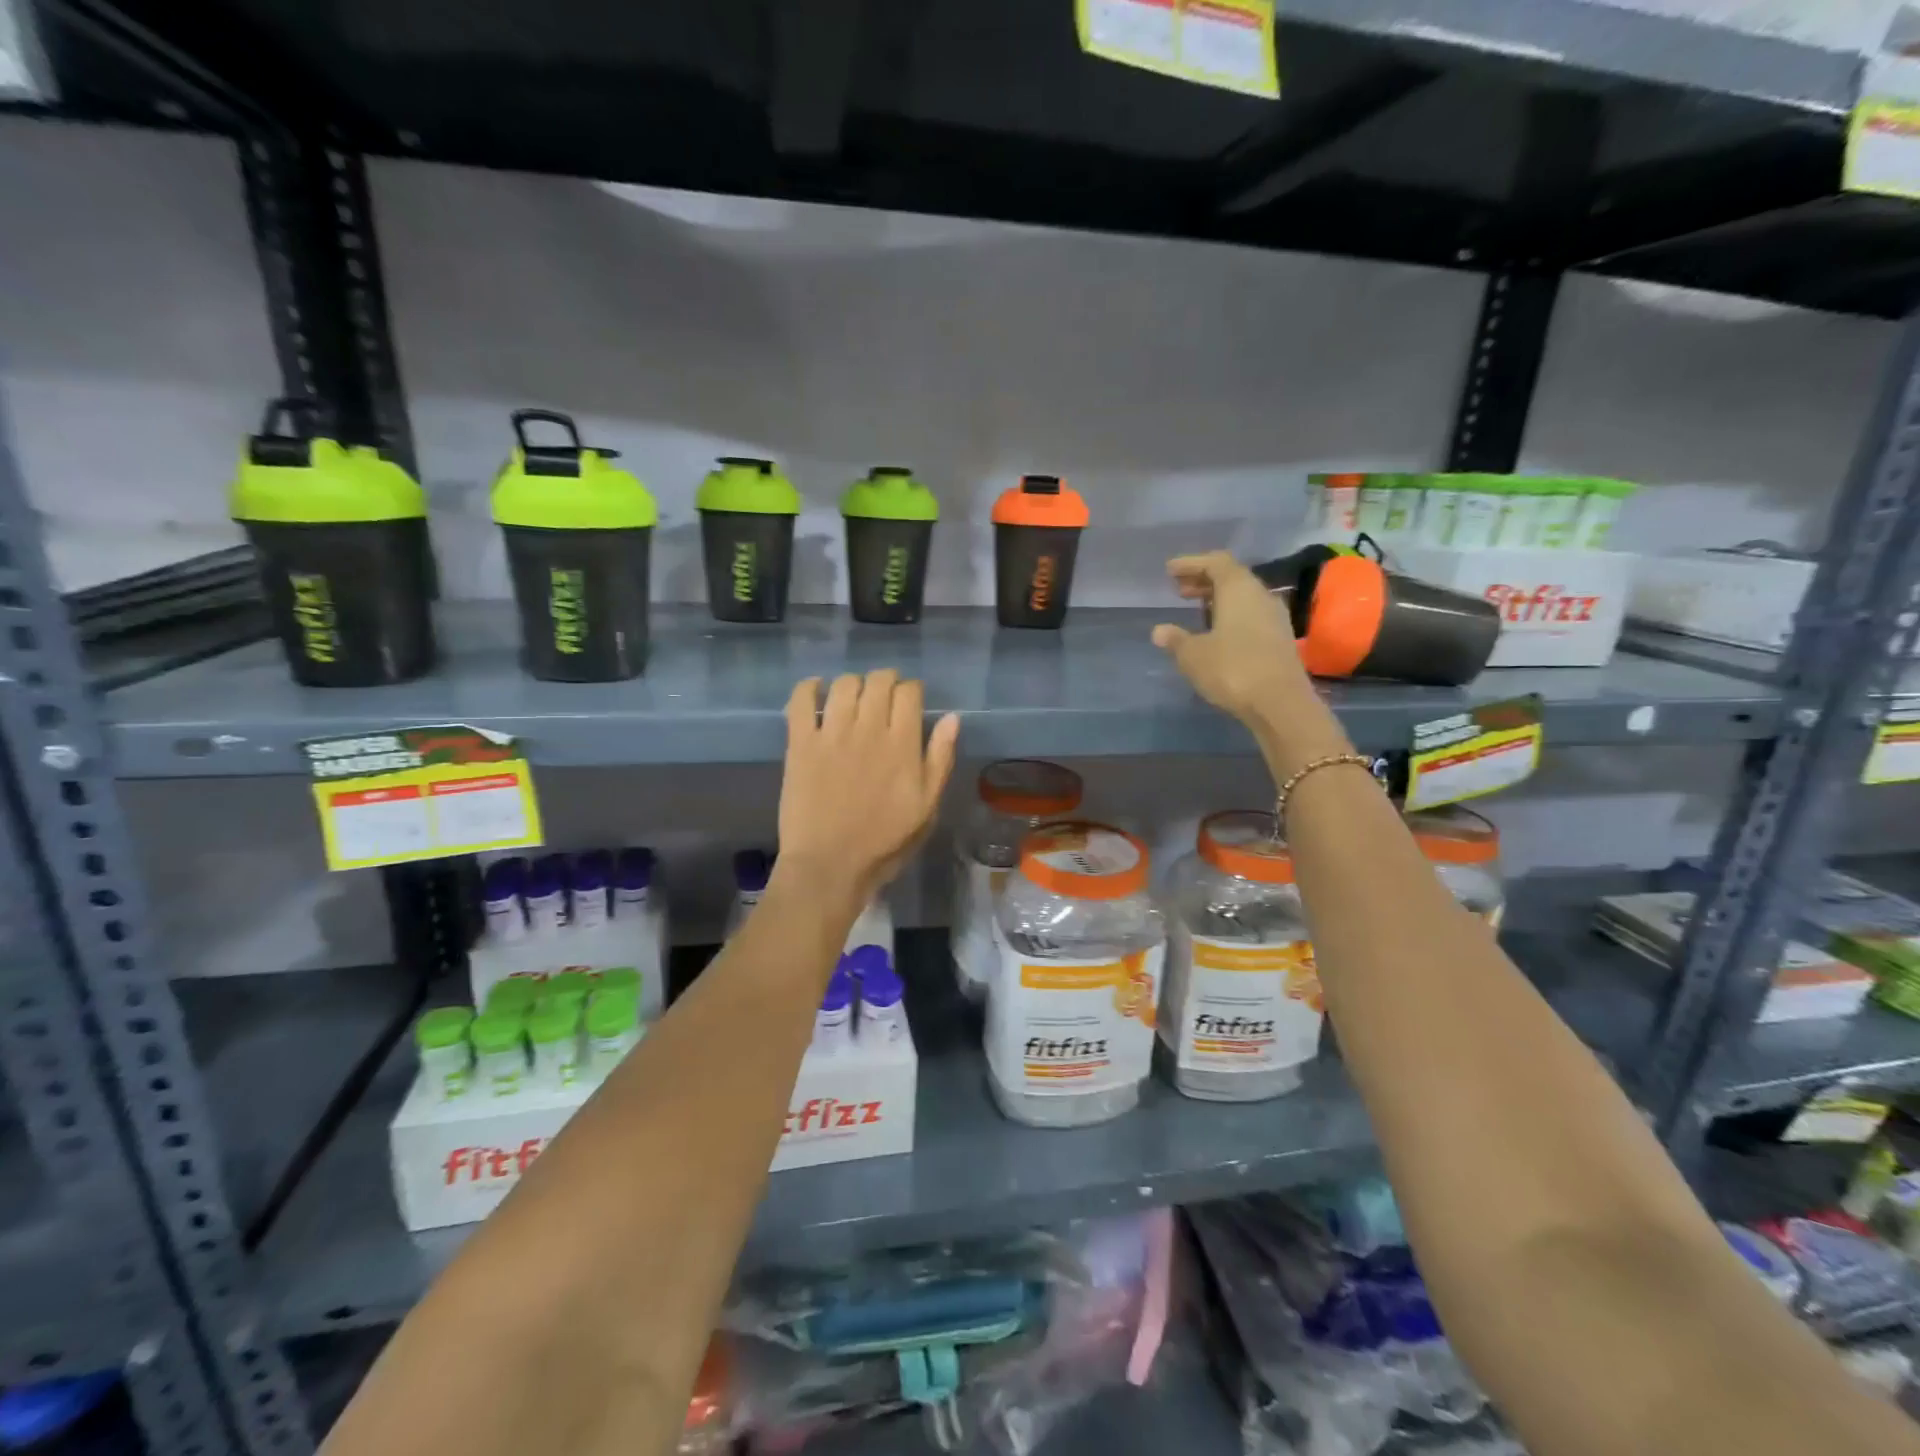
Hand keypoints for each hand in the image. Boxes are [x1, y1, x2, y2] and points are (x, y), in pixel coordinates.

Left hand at [777, 671, 959, 906]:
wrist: (829, 865)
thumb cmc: (884, 842)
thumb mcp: (926, 806)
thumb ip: (940, 759)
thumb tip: (952, 718)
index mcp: (901, 744)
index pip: (909, 692)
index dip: (912, 690)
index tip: (910, 701)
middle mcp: (867, 729)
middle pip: (878, 681)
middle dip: (885, 681)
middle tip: (883, 698)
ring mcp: (830, 734)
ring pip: (843, 685)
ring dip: (853, 684)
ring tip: (854, 699)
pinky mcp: (800, 743)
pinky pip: (800, 701)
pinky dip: (808, 688)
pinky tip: (816, 690)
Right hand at [1151, 552, 1311, 721]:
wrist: (1280, 703)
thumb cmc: (1232, 669)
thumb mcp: (1193, 655)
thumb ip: (1176, 639)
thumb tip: (1160, 631)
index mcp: (1239, 589)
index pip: (1216, 562)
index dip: (1191, 563)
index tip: (1170, 570)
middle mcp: (1260, 595)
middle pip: (1231, 577)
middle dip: (1204, 580)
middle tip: (1179, 589)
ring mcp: (1274, 617)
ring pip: (1243, 596)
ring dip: (1218, 599)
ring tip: (1196, 609)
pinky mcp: (1280, 638)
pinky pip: (1251, 615)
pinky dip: (1231, 615)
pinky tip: (1217, 632)